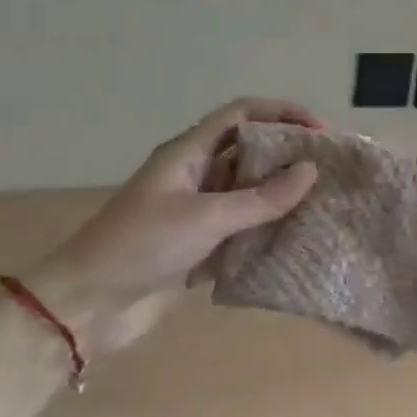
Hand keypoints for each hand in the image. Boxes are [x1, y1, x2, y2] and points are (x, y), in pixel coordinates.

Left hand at [29, 98, 321, 355]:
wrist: (88, 304)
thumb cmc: (141, 246)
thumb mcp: (204, 217)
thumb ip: (259, 198)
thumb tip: (310, 171)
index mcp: (187, 153)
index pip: (240, 115)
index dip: (280, 113)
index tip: (320, 130)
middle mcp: (193, 175)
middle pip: (247, 150)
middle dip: (286, 154)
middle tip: (329, 168)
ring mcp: (195, 210)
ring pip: (246, 190)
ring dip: (279, 193)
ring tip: (322, 201)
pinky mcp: (198, 244)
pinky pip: (241, 226)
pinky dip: (266, 227)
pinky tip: (295, 236)